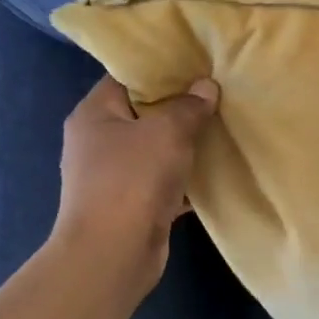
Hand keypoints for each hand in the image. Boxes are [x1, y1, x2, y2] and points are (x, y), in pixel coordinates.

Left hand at [53, 75, 218, 298]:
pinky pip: (163, 181)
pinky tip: (217, 172)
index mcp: (94, 114)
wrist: (113, 253)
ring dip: (186, 145)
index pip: (127, 77)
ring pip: (156, 150)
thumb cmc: (132, 181)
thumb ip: (189, 107)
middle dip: (180, 108)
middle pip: (144, 113)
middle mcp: (98, 141)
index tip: (198, 65)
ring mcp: (113, 175)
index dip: (162, 70)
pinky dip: (186, 178)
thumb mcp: (167, 133)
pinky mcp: (131, 204)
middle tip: (218, 95)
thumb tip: (206, 87)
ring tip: (224, 129)